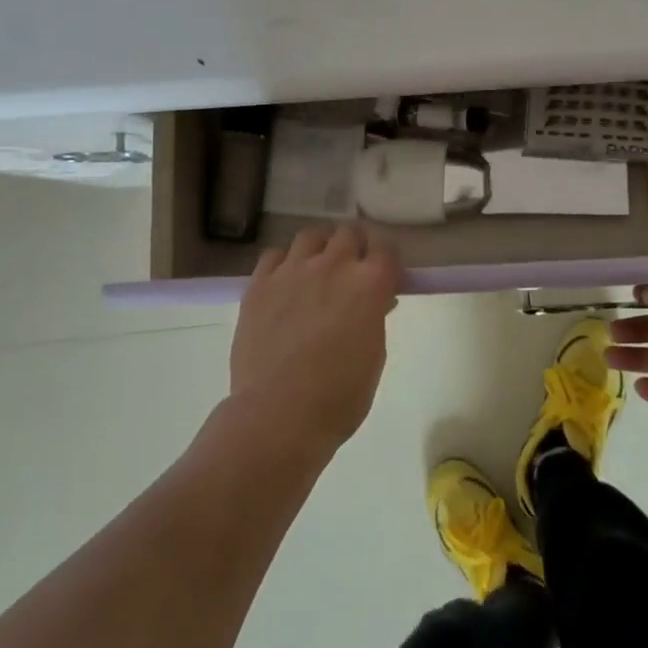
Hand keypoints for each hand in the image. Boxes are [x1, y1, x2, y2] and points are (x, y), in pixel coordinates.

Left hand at [229, 227, 401, 452]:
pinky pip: (274, 255)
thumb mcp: (374, 355)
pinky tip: (284, 283)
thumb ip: (374, 317)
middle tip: (352, 272)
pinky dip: (283, 263)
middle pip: (349, 233)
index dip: (387, 263)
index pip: (387, 250)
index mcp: (369, 283)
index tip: (385, 278)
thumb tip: (373, 302)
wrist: (279, 415)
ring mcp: (293, 270)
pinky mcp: (260, 283)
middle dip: (355, 247)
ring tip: (317, 270)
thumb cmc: (339, 396)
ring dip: (320, 248)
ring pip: (311, 235)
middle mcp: (333, 265)